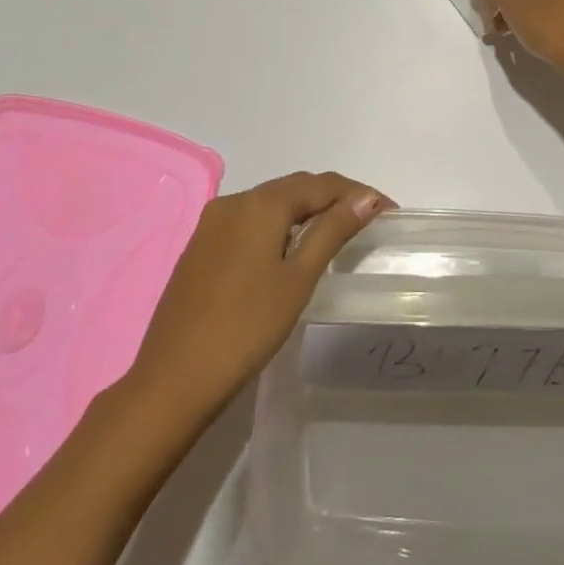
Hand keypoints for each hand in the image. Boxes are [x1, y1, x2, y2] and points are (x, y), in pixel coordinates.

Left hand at [126, 171, 392, 418]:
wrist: (174, 379)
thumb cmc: (246, 327)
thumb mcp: (299, 277)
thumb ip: (333, 231)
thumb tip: (367, 198)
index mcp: (261, 204)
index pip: (322, 184)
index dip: (359, 193)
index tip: (389, 212)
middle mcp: (234, 201)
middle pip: (295, 187)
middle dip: (334, 198)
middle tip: (368, 220)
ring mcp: (212, 223)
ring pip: (271, 203)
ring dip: (306, 210)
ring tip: (337, 232)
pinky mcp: (200, 246)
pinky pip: (250, 220)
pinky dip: (279, 225)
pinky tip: (291, 248)